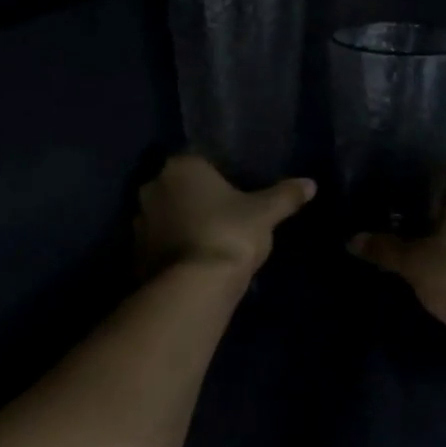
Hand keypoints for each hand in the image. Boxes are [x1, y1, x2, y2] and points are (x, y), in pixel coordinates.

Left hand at [135, 154, 315, 279]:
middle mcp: (152, 187)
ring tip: (205, 242)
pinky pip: (156, 244)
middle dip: (192, 199)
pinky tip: (190, 262)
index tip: (230, 193)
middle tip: (219, 217)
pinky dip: (169, 249)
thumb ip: (285, 196)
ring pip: (163, 216)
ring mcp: (138, 221)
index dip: (213, 176)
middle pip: (175, 187)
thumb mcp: (266, 213)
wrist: (196, 285)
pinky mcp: (135, 253)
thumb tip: (310, 184)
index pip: (197, 160)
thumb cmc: (231, 234)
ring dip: (178, 224)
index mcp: (181, 167)